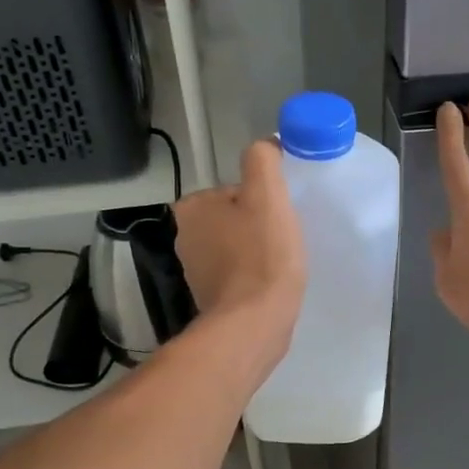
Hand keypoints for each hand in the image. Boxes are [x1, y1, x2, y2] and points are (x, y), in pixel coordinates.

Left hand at [174, 140, 306, 368]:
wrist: (255, 322)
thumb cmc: (262, 255)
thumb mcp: (267, 194)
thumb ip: (263, 160)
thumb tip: (266, 146)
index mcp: (192, 208)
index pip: (235, 190)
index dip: (263, 200)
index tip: (279, 218)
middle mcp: (185, 236)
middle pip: (236, 217)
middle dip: (259, 226)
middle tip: (283, 241)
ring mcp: (195, 270)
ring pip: (237, 246)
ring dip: (258, 251)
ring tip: (280, 264)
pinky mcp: (210, 297)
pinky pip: (238, 274)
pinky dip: (254, 276)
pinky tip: (270, 284)